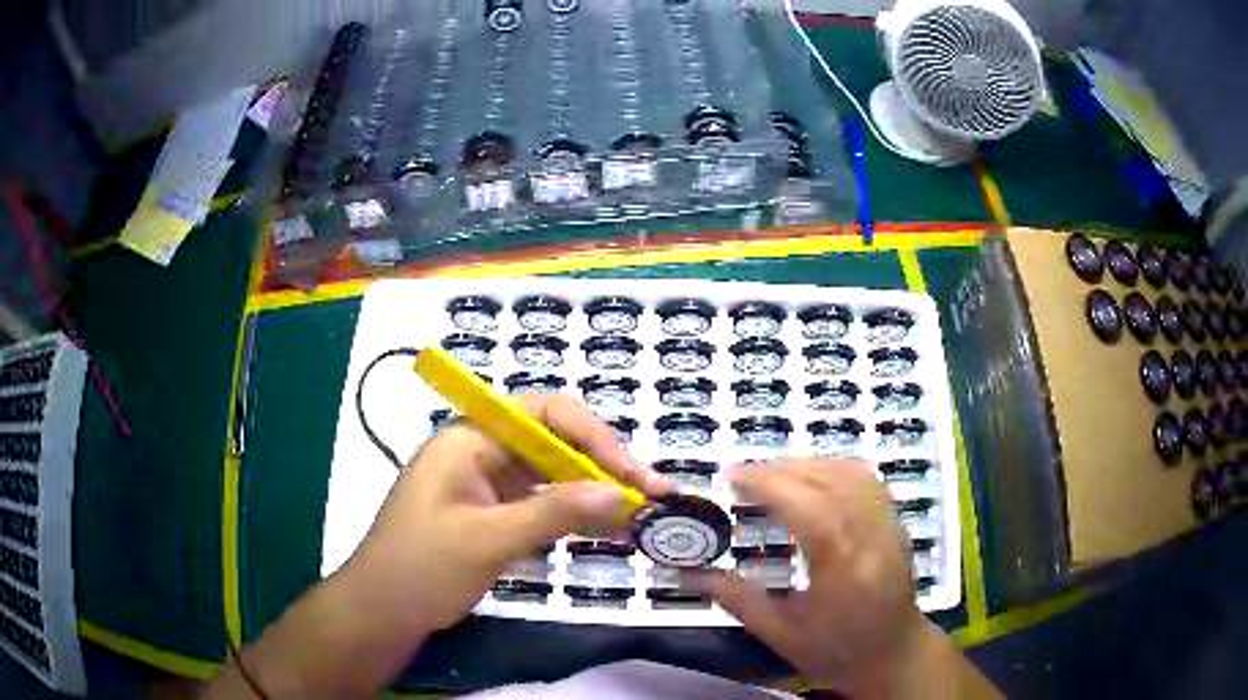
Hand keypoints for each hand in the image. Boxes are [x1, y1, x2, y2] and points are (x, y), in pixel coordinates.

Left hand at [343, 393, 673, 635]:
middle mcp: (482, 451)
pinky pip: (544, 504)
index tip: (634, 474)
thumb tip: (621, 492)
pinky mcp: (494, 513)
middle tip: (651, 497)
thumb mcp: (487, 540)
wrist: (384, 612)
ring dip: (595, 494)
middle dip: (604, 467)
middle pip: (555, 443)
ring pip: (554, 475)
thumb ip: (553, 513)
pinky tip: (609, 531)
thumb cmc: (422, 568)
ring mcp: (489, 484)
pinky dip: (575, 516)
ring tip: (641, 517)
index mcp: (470, 438)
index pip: (544, 414)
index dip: (595, 437)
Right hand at [687, 459, 925, 691]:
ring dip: (808, 464)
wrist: (892, 654)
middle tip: (743, 477)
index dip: (767, 484)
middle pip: (827, 481)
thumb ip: (735, 599)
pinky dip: (835, 468)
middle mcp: (871, 535)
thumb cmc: (834, 650)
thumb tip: (687, 575)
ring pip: (849, 472)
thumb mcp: (780, 633)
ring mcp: (888, 524)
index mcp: (843, 566)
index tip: (731, 478)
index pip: (807, 507)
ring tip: (773, 475)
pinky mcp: (895, 521)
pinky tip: (814, 478)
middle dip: (781, 470)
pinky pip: (867, 479)